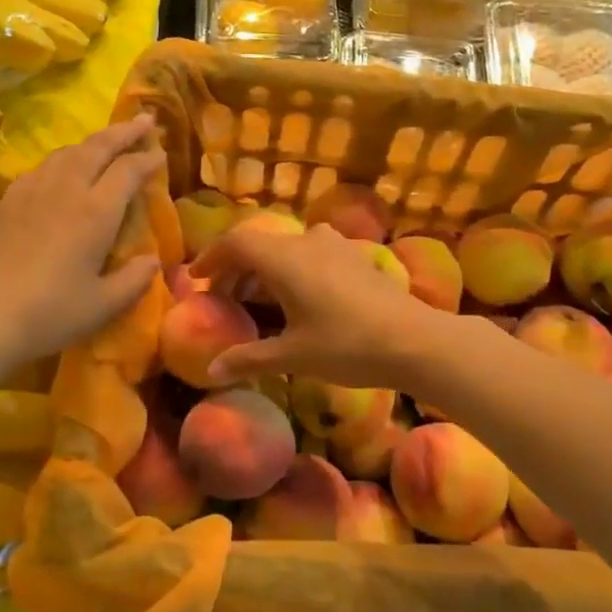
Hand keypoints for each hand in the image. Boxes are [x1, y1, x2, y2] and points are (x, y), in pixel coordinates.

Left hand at [0, 116, 164, 373]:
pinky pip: (42, 167)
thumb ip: (133, 280)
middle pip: (98, 147)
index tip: (161, 153)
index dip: (148, 159)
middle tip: (143, 120)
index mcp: (95, 212)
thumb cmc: (49, 314)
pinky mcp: (7, 201)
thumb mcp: (102, 306)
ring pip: (67, 152)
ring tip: (106, 143)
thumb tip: (152, 261)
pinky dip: (63, 159)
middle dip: (124, 132)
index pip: (128, 170)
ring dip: (92, 142)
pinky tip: (62, 171)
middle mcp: (65, 190)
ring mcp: (31, 191)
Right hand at [191, 221, 449, 388]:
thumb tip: (212, 370)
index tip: (198, 279)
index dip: (212, 258)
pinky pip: (312, 253)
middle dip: (237, 268)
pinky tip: (301, 297)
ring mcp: (335, 246)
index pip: (236, 243)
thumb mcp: (293, 356)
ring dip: (267, 267)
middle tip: (225, 297)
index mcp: (283, 259)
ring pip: (287, 247)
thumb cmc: (346, 345)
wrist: (414, 340)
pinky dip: (293, 268)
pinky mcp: (356, 257)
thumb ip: (249, 358)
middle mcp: (306, 242)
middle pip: (260, 244)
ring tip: (261, 298)